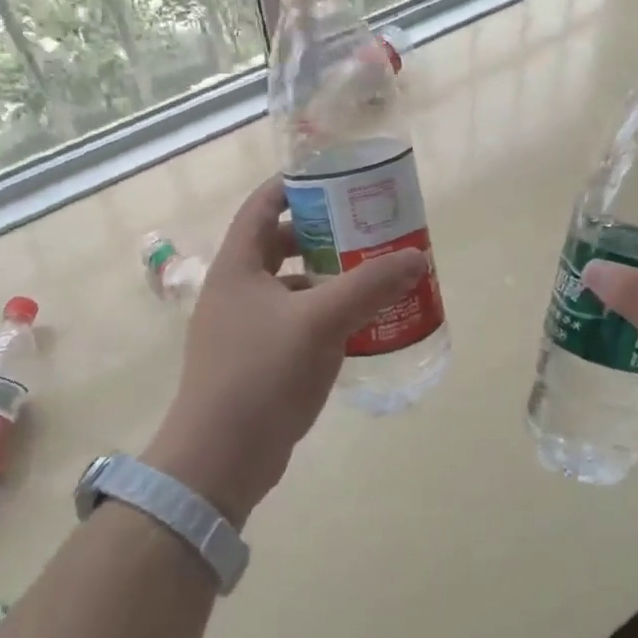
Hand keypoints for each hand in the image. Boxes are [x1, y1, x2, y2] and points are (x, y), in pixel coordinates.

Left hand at [145, 179, 428, 525]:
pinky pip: (293, 320)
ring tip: (368, 272)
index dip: (295, 185)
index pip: (262, 205)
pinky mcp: (255, 360)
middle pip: (279, 243)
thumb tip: (417, 258)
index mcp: (238, 266)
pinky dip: (322, 313)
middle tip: (364, 227)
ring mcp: (242, 327)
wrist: (220, 459)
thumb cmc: (262, 375)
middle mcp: (236, 289)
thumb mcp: (321, 321)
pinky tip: (355, 324)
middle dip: (321, 232)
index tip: (336, 178)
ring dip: (325, 275)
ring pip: (289, 284)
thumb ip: (369, 285)